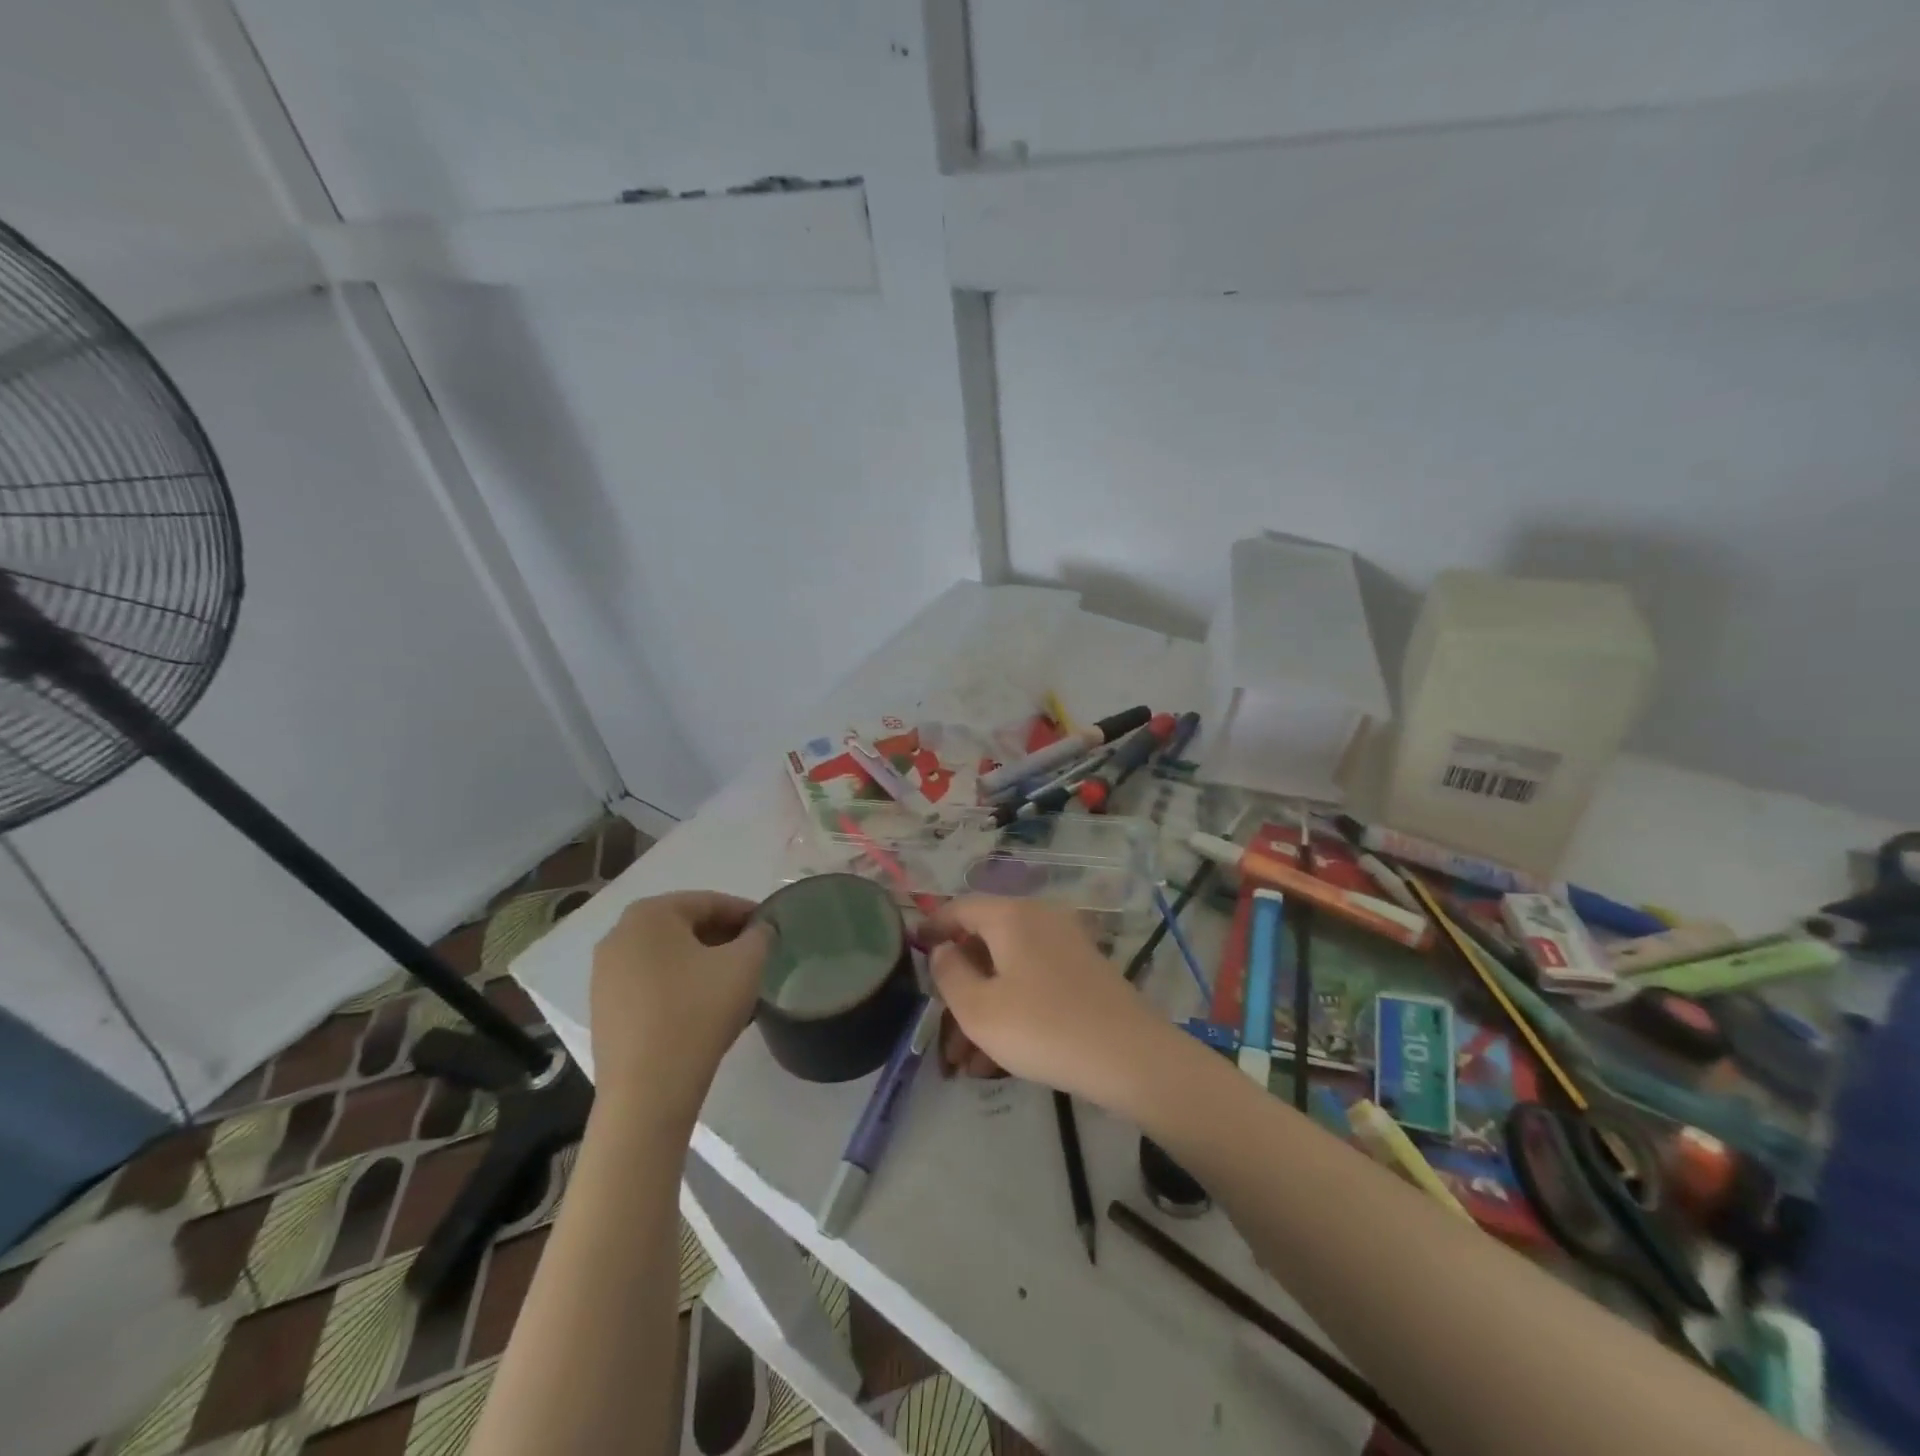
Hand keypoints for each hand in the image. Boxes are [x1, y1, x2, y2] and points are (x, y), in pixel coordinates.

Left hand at [589, 891, 773, 1121]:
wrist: (647, 1091)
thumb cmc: (698, 1012)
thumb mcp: (746, 964)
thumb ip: (760, 935)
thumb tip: (760, 930)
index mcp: (650, 914)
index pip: (710, 902)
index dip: (746, 913)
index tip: (770, 929)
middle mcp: (618, 935)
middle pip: (684, 927)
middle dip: (722, 937)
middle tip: (754, 955)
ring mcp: (604, 974)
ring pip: (666, 956)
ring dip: (700, 962)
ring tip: (732, 983)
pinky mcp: (603, 1009)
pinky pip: (649, 984)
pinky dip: (677, 986)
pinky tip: (702, 1008)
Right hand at [925, 897, 1167, 1109]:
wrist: (1130, 1056)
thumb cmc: (1043, 1028)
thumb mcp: (979, 1009)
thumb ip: (949, 974)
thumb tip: (943, 950)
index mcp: (1011, 916)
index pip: (961, 907)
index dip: (933, 926)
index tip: (912, 946)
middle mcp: (1040, 918)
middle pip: (986, 942)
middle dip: (959, 986)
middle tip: (941, 1026)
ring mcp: (1066, 944)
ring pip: (1009, 971)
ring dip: (984, 1009)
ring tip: (967, 1063)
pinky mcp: (1084, 972)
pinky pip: (1035, 983)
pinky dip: (1012, 1010)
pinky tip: (999, 1059)